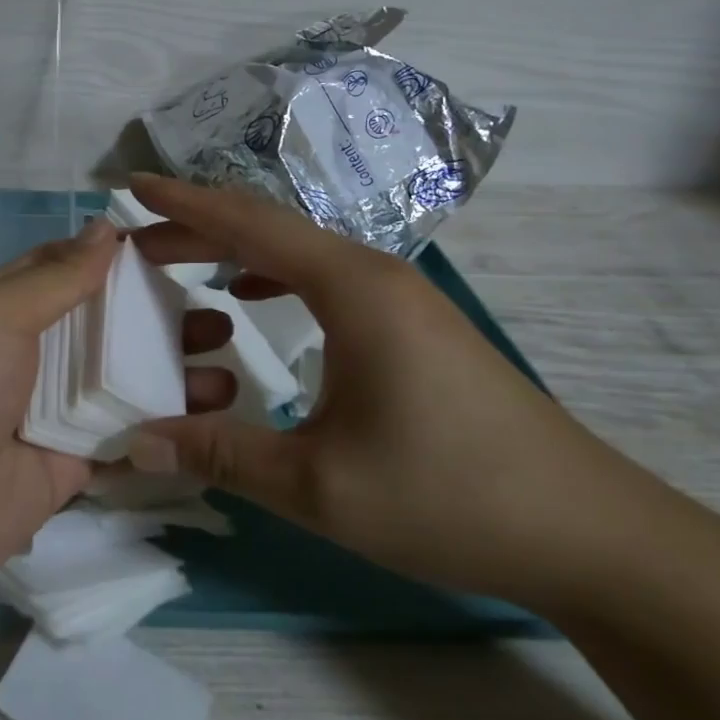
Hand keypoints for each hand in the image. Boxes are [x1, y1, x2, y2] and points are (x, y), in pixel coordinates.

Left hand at [0, 217, 236, 623]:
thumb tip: (106, 226)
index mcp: (5, 307)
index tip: (189, 249)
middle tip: (224, 314)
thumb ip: (55, 276)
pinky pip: (122, 439)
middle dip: (162, 318)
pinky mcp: (66, 467)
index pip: (73, 269)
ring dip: (173, 372)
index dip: (126, 258)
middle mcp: (30, 353)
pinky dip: (162, 429)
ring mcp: (49, 412)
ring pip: (122, 382)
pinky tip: (213, 421)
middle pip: (107, 327)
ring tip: (230, 365)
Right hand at [126, 173, 654, 608]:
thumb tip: (133, 444)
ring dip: (234, 248)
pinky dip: (273, 272)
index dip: (183, 203)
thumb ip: (220, 455)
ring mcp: (400, 297)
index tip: (129, 186)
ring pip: (298, 250)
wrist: (589, 533)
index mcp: (351, 288)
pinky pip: (324, 277)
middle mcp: (375, 274)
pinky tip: (253, 296)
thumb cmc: (449, 497)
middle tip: (136, 239)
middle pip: (269, 227)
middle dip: (197, 226)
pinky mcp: (413, 324)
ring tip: (180, 262)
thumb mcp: (317, 484)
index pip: (248, 223)